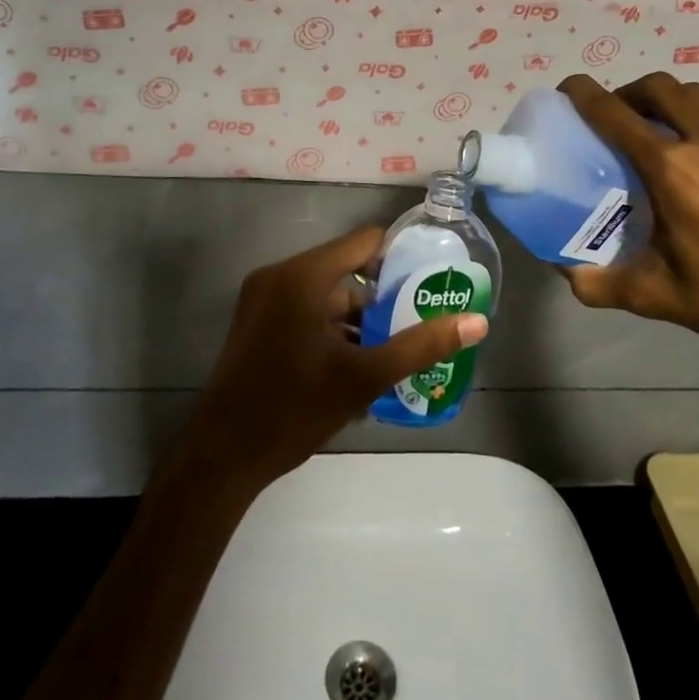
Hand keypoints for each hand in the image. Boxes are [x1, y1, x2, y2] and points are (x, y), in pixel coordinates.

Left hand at [177, 225, 488, 493]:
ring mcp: (262, 298)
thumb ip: (421, 345)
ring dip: (356, 319)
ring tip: (391, 351)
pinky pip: (304, 310)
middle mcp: (280, 275)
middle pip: (346, 271)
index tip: (429, 283)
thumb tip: (477, 322)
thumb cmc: (293, 409)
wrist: (221, 457)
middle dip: (381, 299)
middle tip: (415, 325)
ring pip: (326, 295)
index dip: (401, 258)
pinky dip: (330, 329)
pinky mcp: (255, 322)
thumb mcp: (364, 378)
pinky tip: (353, 365)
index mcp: (303, 275)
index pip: (365, 242)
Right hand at [557, 73, 698, 376]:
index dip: (586, 95)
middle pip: (665, 88)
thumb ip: (597, 281)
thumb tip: (564, 270)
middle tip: (626, 117)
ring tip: (679, 143)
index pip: (616, 114)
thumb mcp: (654, 297)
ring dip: (683, 112)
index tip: (572, 88)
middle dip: (636, 93)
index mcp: (674, 170)